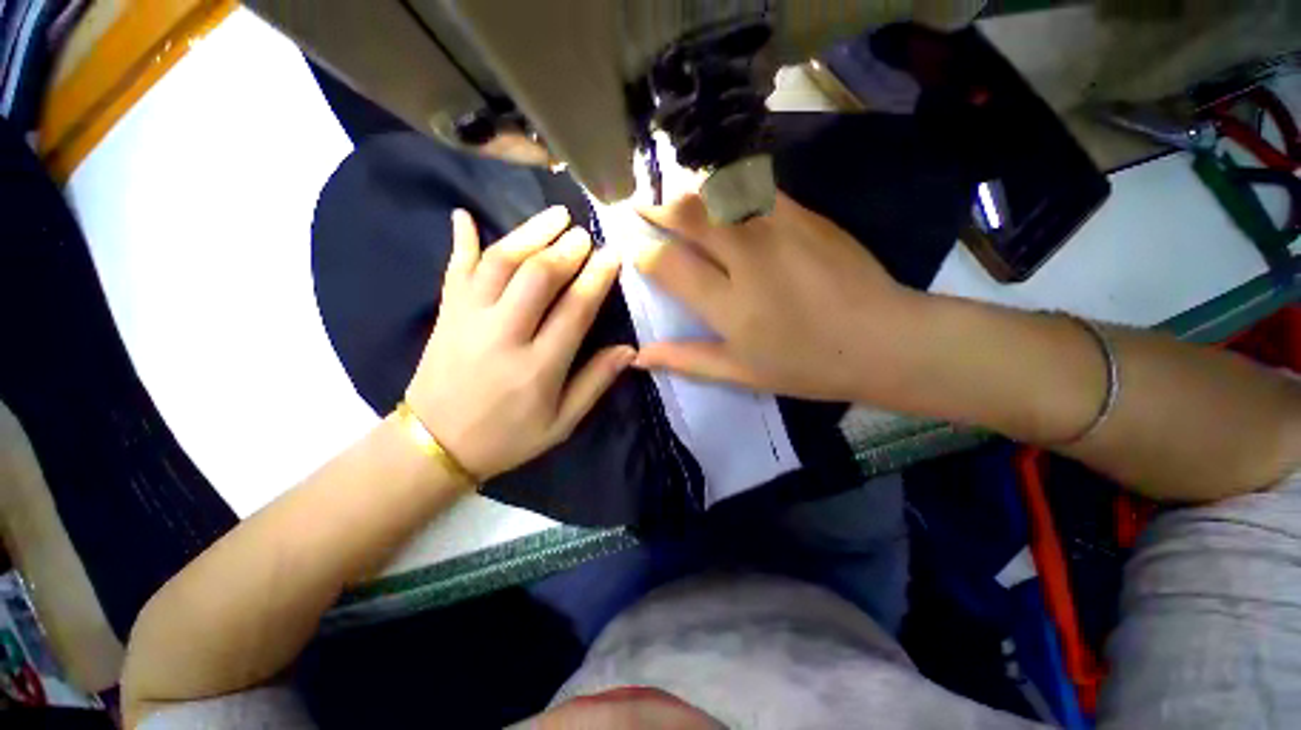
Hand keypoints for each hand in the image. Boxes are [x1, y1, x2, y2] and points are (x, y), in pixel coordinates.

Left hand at [405, 206, 633, 480]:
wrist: (434, 446)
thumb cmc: (507, 438)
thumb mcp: (561, 424)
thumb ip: (594, 383)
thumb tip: (628, 350)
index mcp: (538, 367)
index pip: (574, 310)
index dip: (596, 278)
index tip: (612, 255)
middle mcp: (503, 335)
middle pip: (537, 277)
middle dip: (566, 250)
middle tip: (584, 234)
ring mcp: (468, 319)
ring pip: (500, 263)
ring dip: (529, 234)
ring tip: (554, 215)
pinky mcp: (445, 314)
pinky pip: (454, 269)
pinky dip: (462, 240)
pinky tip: (466, 215)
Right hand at [632, 192, 921, 401]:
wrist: (882, 340)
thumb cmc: (807, 365)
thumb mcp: (741, 373)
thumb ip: (687, 359)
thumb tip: (639, 356)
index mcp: (729, 305)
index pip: (668, 265)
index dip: (642, 252)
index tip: (632, 246)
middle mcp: (748, 258)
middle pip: (689, 214)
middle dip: (655, 205)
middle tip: (639, 203)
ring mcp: (778, 229)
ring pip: (718, 191)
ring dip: (686, 189)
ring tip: (669, 191)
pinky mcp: (804, 214)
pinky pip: (753, 188)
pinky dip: (725, 186)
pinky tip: (717, 192)